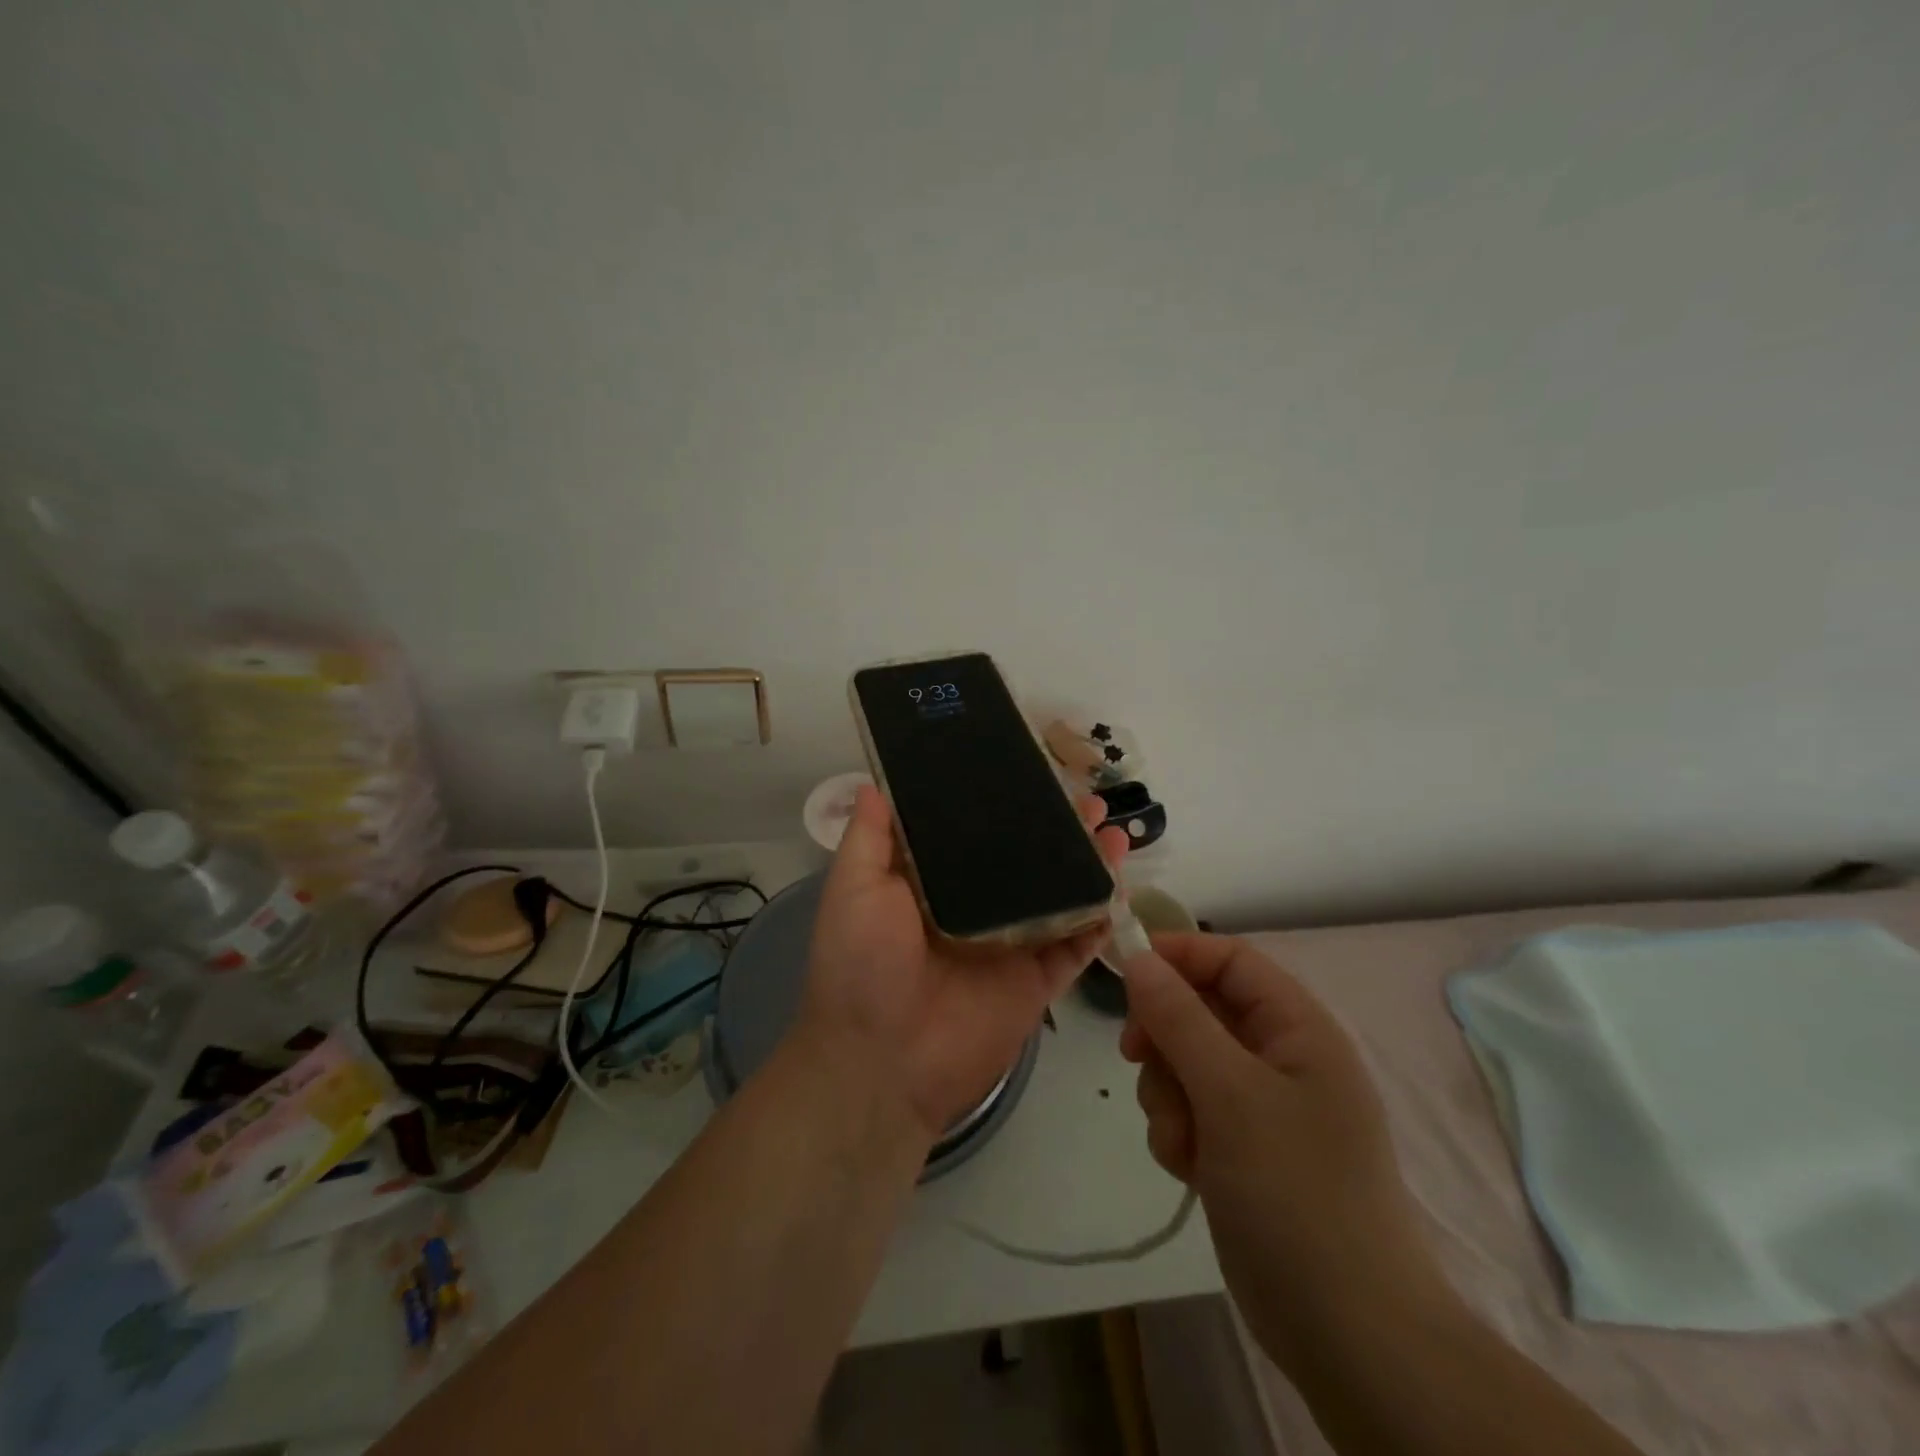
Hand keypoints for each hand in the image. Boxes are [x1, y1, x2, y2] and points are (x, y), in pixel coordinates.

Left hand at [801, 785, 1127, 1141]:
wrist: (882, 1063)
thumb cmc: (861, 965)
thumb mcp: (854, 888)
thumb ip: (870, 836)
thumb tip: (875, 781)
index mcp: (936, 884)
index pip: (978, 833)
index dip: (1006, 804)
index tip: (1033, 771)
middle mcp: (978, 908)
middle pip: (1029, 861)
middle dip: (1060, 829)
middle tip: (1090, 798)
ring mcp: (1012, 945)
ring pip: (1061, 897)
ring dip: (1090, 865)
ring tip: (1114, 833)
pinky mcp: (1038, 982)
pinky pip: (1077, 946)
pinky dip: (1100, 920)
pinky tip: (1119, 887)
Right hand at [1119, 933, 1452, 1372]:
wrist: (1348, 1334)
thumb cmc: (1296, 1192)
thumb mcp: (1230, 1094)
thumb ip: (1179, 1018)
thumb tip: (1139, 958)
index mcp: (1298, 1029)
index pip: (1230, 960)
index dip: (1177, 954)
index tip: (1123, 970)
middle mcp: (1281, 1058)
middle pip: (1200, 1009)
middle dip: (1164, 1036)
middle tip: (1137, 1057)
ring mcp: (1262, 1107)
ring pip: (1186, 1062)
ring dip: (1167, 1093)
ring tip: (1181, 1138)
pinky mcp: (1242, 1149)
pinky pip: (1190, 1110)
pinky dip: (1178, 1130)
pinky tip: (1188, 1167)